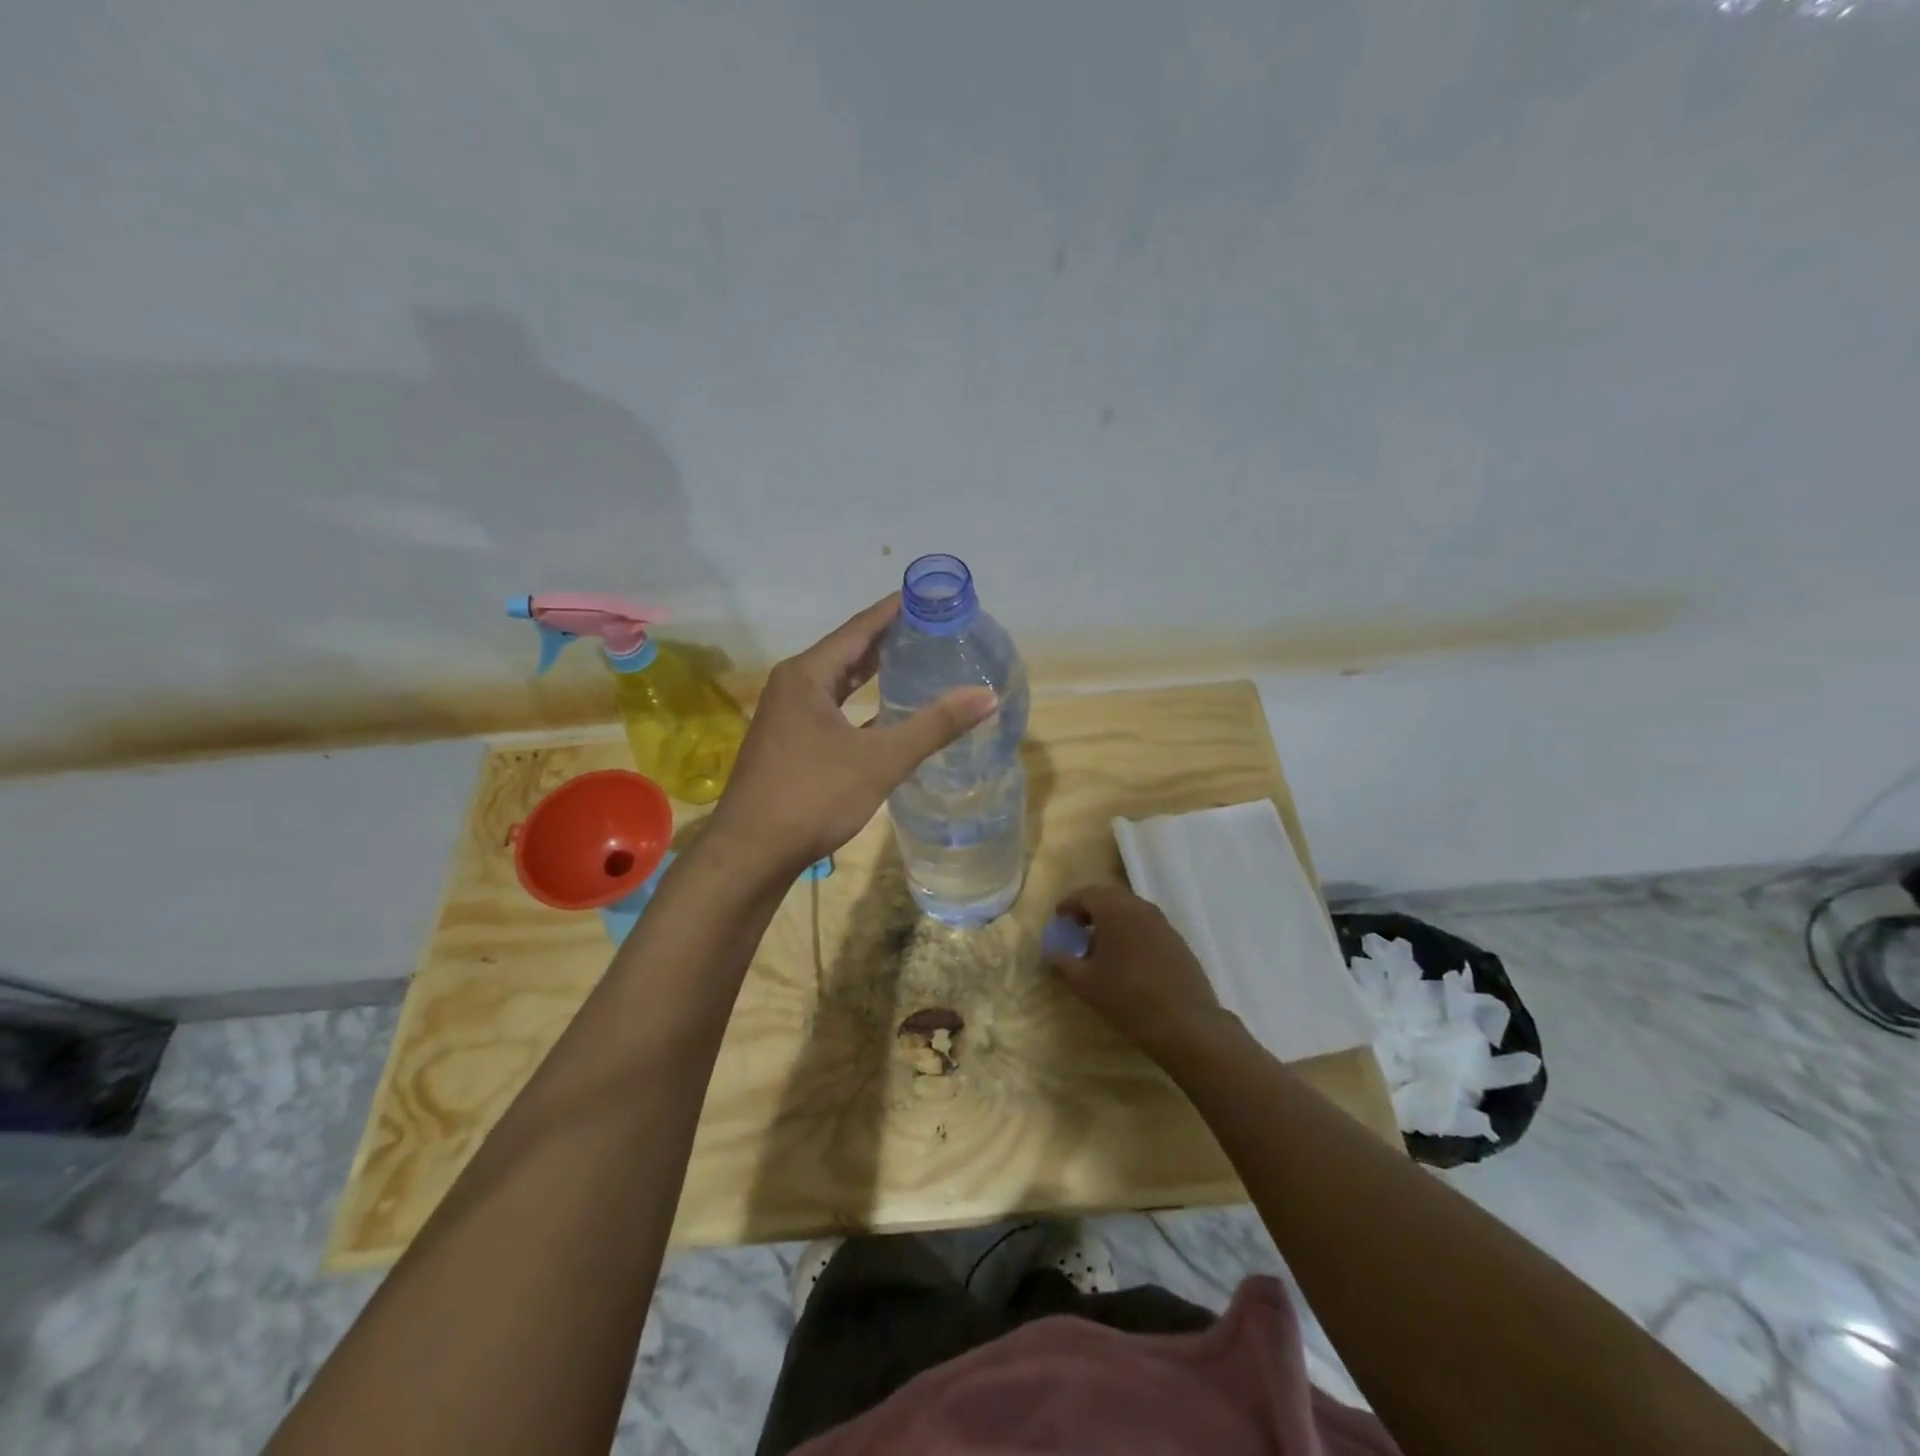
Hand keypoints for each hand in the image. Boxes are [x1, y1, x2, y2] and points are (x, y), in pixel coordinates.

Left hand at [705, 595, 996, 875]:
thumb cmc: (813, 796)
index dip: (895, 610)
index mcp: (807, 675)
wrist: (751, 854)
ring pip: (839, 684)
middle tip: (932, 629)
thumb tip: (987, 696)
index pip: (859, 628)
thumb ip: (934, 726)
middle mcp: (793, 686)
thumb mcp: (880, 760)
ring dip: (873, 673)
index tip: (929, 596)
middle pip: (848, 651)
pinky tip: (887, 715)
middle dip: (888, 640)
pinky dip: (860, 707)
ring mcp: (788, 717)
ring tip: (916, 662)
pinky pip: (832, 711)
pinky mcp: (790, 744)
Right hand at [1043, 887, 1230, 1063]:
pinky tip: (1127, 960)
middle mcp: (1140, 908)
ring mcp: (1163, 924)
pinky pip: (1147, 926)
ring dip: (1112, 921)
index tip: (1059, 918)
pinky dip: (1131, 933)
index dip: (1069, 904)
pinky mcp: (1178, 941)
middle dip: (1091, 909)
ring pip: (1131, 911)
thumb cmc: (1127, 997)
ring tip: (1100, 946)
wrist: (1185, 1022)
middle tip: (1077, 927)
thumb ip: (1063, 963)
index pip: (1087, 894)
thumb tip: (1051, 953)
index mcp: (1115, 910)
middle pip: (1110, 898)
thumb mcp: (1085, 983)